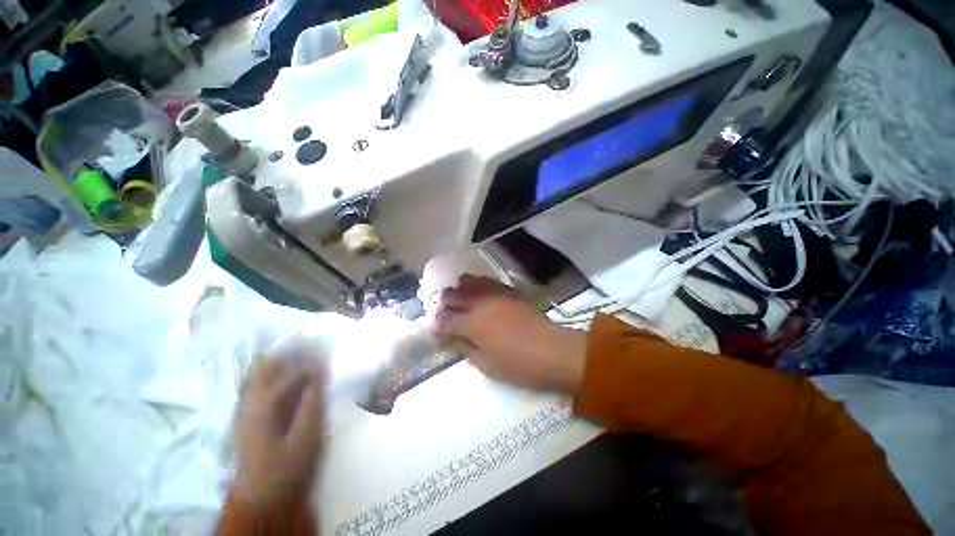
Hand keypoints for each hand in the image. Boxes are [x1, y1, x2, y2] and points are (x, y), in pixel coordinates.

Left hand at [233, 353, 325, 506]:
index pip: (290, 374)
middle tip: (310, 344)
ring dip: (278, 360)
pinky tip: (281, 373)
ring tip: (299, 352)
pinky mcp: (245, 417)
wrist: (259, 500)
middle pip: (265, 367)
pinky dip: (269, 374)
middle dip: (288, 352)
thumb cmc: (285, 468)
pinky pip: (255, 385)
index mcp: (264, 407)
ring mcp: (244, 410)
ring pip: (257, 374)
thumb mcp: (306, 438)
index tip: (327, 354)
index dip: (310, 363)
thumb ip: (312, 403)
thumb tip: (319, 374)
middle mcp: (249, 402)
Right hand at [434, 275, 586, 393]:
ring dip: (460, 290)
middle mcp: (479, 302)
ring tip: (462, 300)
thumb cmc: (518, 364)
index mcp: (471, 323)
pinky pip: (487, 281)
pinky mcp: (508, 290)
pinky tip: (480, 294)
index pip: (445, 320)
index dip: (437, 325)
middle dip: (444, 304)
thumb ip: (466, 348)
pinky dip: (478, 286)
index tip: (437, 330)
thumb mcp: (486, 365)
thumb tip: (455, 338)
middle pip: (451, 294)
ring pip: (468, 281)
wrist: (552, 350)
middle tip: (447, 314)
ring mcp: (494, 293)